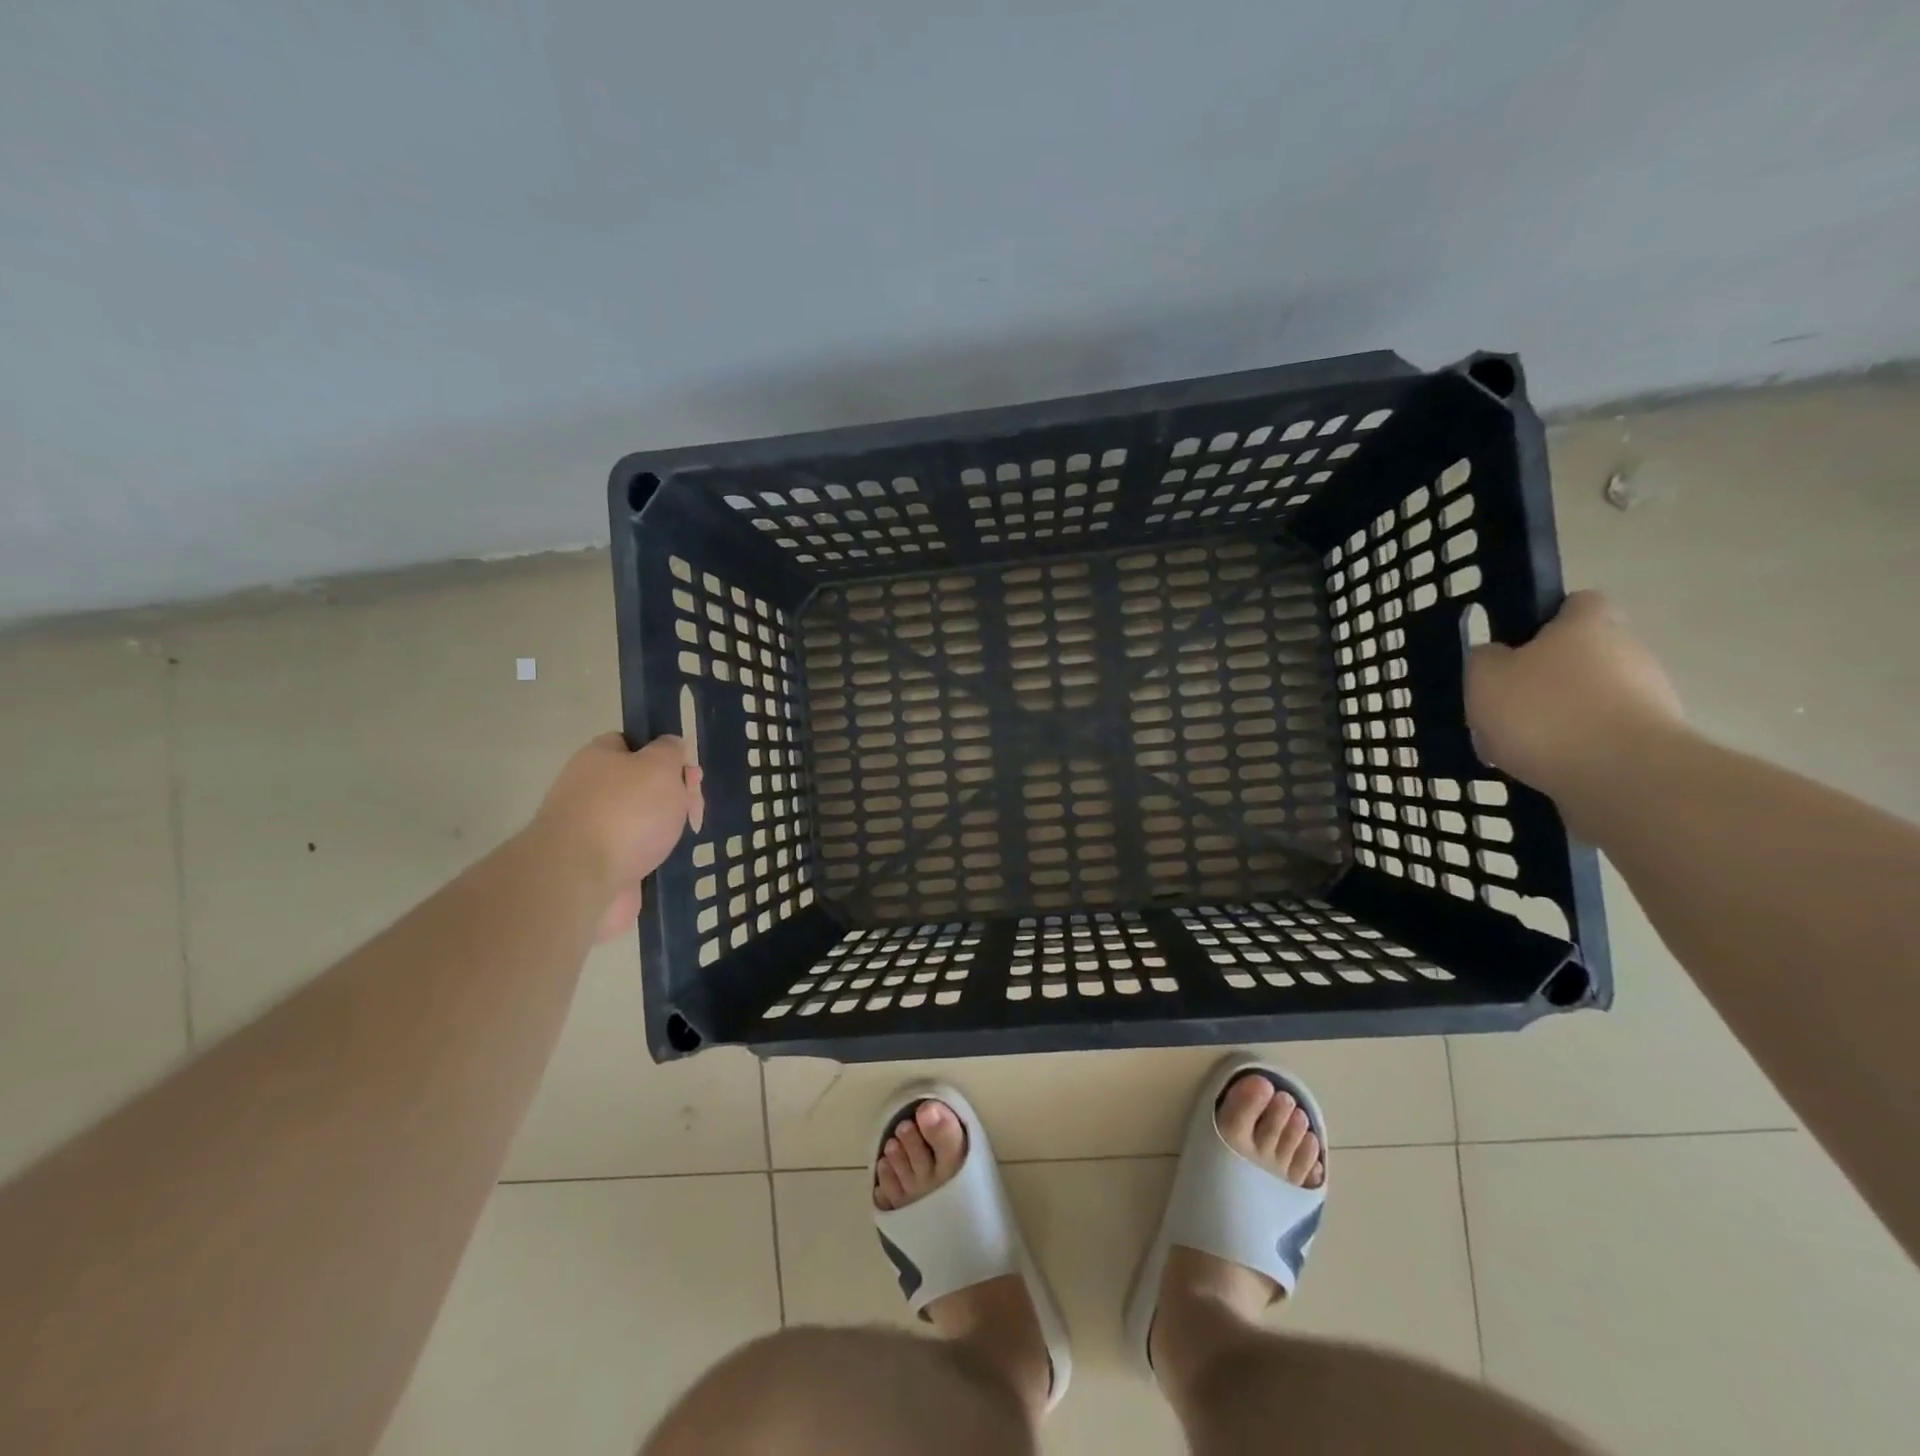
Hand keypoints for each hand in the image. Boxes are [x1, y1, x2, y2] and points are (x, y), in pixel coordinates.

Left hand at [532, 733, 702, 941]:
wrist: (581, 879)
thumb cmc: (626, 812)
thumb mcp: (660, 765)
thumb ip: (671, 751)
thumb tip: (671, 746)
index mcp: (599, 758)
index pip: (632, 744)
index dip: (664, 755)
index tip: (688, 773)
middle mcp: (590, 790)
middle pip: (641, 784)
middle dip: (673, 796)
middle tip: (692, 810)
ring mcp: (592, 830)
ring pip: (641, 821)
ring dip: (665, 828)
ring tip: (684, 839)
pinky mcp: (598, 865)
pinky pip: (634, 853)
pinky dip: (653, 857)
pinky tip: (668, 862)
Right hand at [1466, 591, 1684, 799]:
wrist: (1620, 776)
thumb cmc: (1543, 711)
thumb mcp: (1484, 677)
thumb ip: (1485, 659)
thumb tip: (1496, 656)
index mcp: (1588, 624)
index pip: (1576, 603)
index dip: (1545, 620)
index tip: (1515, 646)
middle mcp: (1628, 650)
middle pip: (1582, 655)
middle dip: (1547, 677)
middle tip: (1506, 705)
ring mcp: (1649, 696)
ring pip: (1590, 698)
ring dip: (1559, 716)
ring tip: (1518, 747)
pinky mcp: (1653, 740)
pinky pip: (1601, 735)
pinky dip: (1575, 748)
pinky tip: (1544, 767)